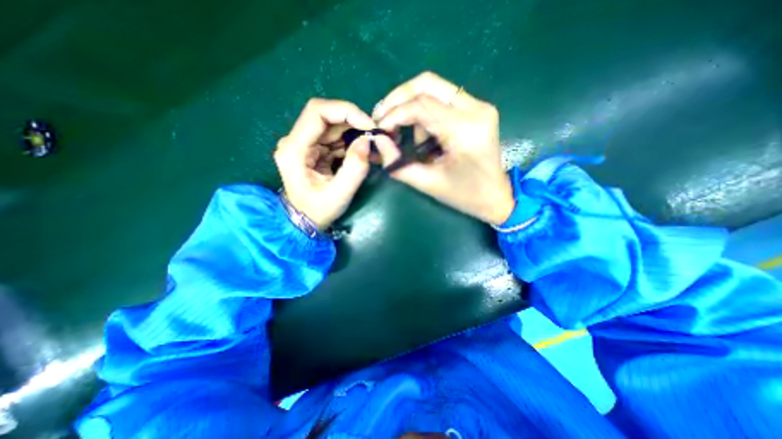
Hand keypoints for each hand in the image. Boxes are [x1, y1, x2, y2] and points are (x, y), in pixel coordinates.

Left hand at [273, 98, 376, 229]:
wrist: (305, 221)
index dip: (346, 111)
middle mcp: (296, 141)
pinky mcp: (314, 149)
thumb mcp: (340, 195)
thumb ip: (355, 169)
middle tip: (374, 136)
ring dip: (354, 132)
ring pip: (333, 126)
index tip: (369, 125)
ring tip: (371, 146)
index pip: (317, 112)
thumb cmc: (318, 211)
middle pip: (326, 116)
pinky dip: (351, 141)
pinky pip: (335, 137)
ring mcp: (305, 144)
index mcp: (294, 149)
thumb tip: (367, 140)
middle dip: (353, 122)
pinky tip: (362, 152)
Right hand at [371, 70, 514, 223]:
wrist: (496, 197)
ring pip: (434, 89)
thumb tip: (377, 141)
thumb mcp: (428, 183)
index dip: (394, 114)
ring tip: (410, 139)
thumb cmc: (464, 195)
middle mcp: (476, 109)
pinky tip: (425, 136)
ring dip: (413, 109)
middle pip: (428, 83)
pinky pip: (443, 99)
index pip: (421, 106)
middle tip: (382, 117)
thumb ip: (398, 163)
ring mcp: (479, 106)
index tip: (379, 128)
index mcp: (465, 130)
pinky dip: (426, 113)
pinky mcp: (478, 109)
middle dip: (399, 98)